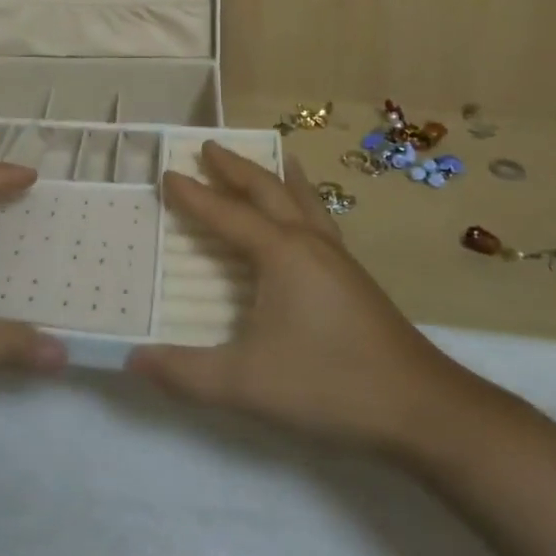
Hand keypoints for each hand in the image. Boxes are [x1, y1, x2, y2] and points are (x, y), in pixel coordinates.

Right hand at [126, 141, 483, 454]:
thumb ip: (185, 373)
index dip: (194, 196)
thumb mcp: (246, 383)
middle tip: (210, 147)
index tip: (168, 173)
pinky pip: (322, 220)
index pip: (226, 214)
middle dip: (236, 168)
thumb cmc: (330, 384)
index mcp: (281, 253)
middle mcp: (309, 242)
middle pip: (268, 190)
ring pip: (302, 200)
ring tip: (273, 156)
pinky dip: (306, 201)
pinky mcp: (355, 278)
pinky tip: (309, 217)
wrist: (422, 408)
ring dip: (277, 177)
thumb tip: (132, 360)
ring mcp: (338, 258)